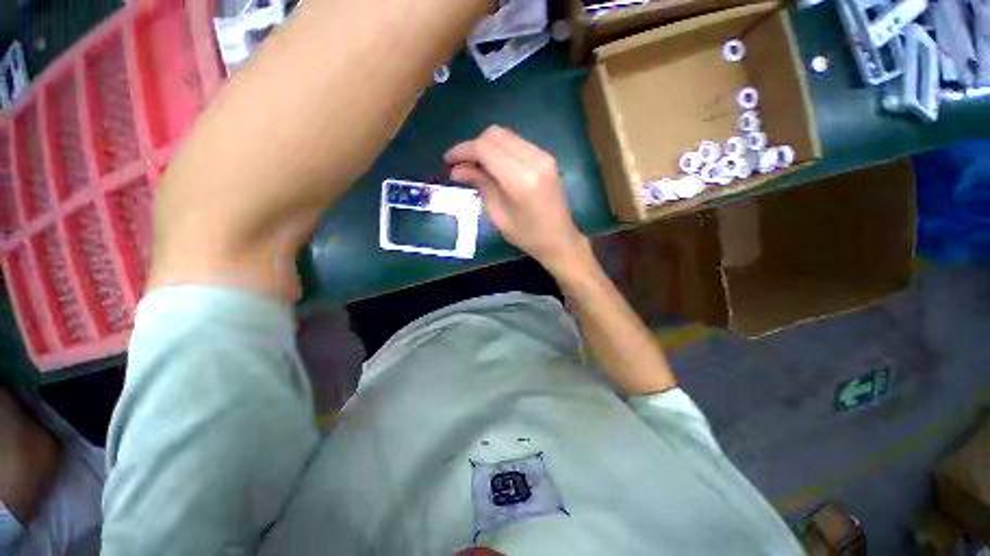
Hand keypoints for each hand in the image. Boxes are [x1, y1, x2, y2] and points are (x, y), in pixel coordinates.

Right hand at [445, 126, 589, 274]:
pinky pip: (517, 143)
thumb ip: (480, 185)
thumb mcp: (498, 215)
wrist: (560, 240)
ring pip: (506, 135)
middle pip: (495, 135)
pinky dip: (501, 150)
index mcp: (521, 179)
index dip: (463, 150)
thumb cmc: (527, 236)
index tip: (448, 160)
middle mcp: (534, 160)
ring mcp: (544, 156)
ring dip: (487, 146)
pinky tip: (494, 166)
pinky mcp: (547, 158)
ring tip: (475, 166)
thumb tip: (457, 169)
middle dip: (474, 145)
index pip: (485, 148)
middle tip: (462, 165)